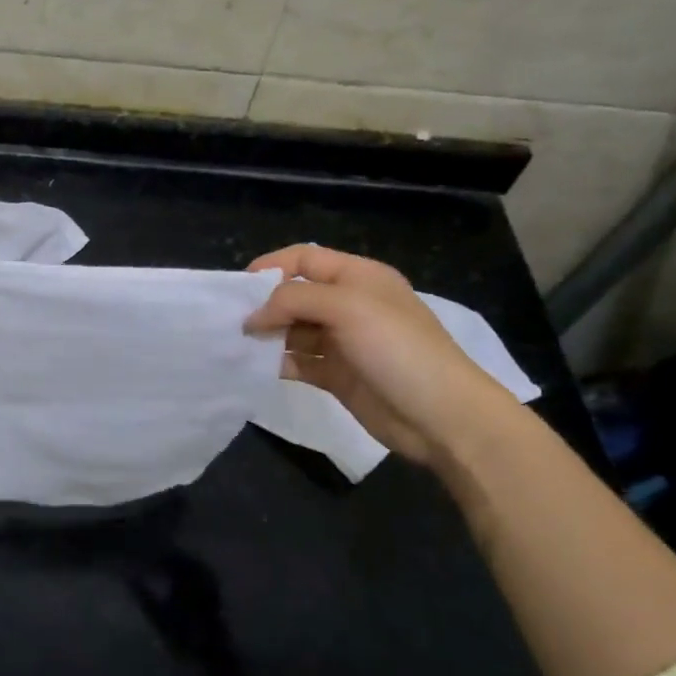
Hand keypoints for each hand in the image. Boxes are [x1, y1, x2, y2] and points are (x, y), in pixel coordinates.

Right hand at [244, 244, 521, 466]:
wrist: (443, 416)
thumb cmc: (397, 348)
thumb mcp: (346, 308)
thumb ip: (293, 301)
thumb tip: (252, 318)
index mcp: (358, 277)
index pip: (304, 259)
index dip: (271, 267)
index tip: (238, 288)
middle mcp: (350, 305)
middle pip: (296, 295)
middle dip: (265, 305)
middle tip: (232, 323)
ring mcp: (344, 342)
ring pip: (294, 330)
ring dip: (268, 336)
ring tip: (239, 346)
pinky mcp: (338, 376)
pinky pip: (299, 362)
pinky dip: (278, 363)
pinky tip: (257, 368)